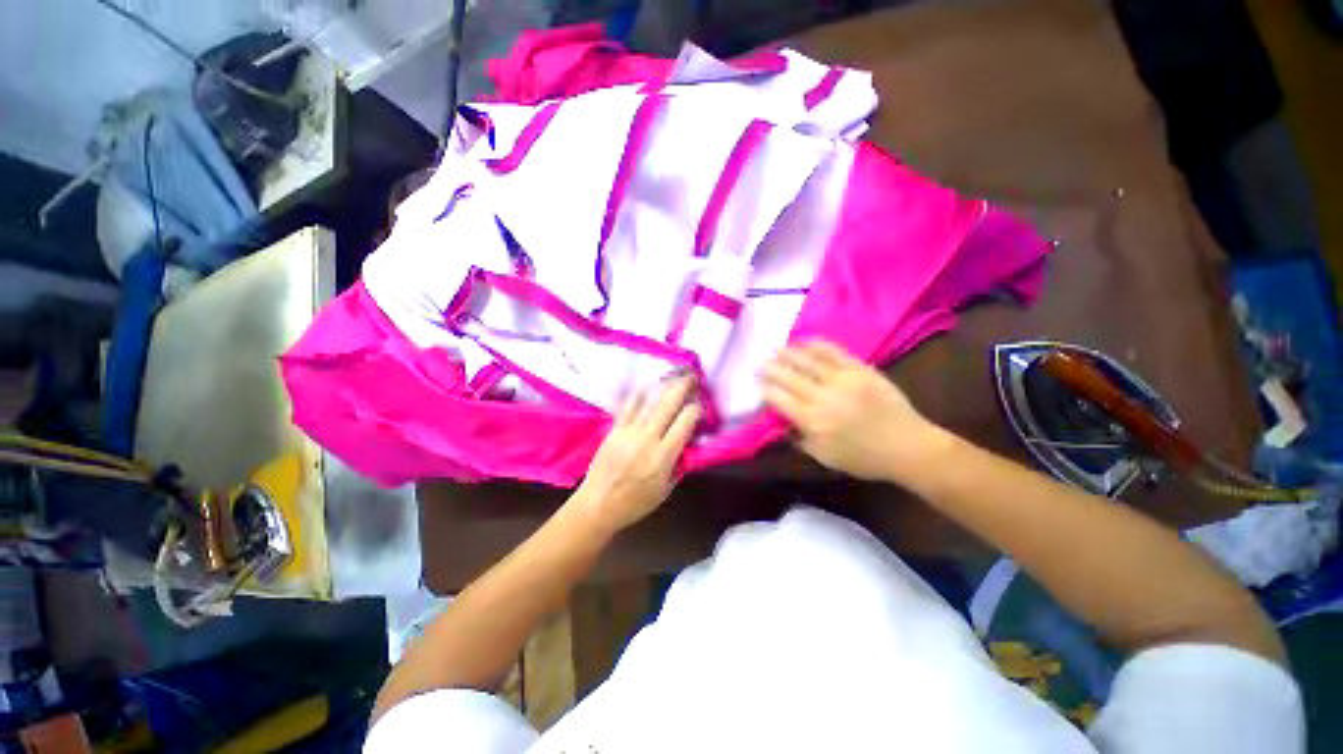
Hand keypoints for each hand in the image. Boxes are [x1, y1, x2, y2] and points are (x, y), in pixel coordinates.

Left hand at [571, 377, 702, 533]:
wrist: (598, 504)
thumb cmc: (635, 502)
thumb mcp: (665, 490)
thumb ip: (678, 465)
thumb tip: (688, 444)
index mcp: (663, 457)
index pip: (685, 423)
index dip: (696, 409)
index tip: (700, 403)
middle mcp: (648, 439)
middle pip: (668, 405)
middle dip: (682, 387)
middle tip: (691, 376)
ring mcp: (629, 431)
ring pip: (649, 401)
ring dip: (663, 385)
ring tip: (673, 375)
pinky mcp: (615, 429)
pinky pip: (629, 406)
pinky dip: (639, 393)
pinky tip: (647, 384)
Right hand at [761, 340, 945, 481]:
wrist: (908, 447)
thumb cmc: (863, 458)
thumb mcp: (824, 457)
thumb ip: (799, 439)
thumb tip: (781, 423)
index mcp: (812, 421)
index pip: (778, 398)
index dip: (765, 389)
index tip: (759, 385)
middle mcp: (822, 397)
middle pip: (788, 376)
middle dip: (770, 368)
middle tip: (761, 364)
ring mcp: (842, 380)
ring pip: (807, 360)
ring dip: (787, 353)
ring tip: (776, 349)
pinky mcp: (860, 369)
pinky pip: (833, 352)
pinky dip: (815, 344)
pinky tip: (803, 341)